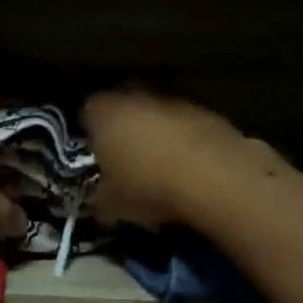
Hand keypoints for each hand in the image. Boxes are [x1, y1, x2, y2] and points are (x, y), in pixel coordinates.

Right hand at [82, 89, 277, 229]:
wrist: (215, 179)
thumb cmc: (148, 187)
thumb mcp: (111, 205)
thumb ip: (101, 196)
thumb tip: (102, 196)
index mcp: (105, 113)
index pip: (87, 111)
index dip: (89, 131)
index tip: (95, 153)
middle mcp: (138, 97)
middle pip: (124, 105)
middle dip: (124, 126)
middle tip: (126, 156)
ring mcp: (176, 101)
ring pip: (158, 113)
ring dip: (159, 132)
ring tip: (163, 166)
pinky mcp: (209, 113)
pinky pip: (188, 126)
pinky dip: (187, 141)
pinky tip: (192, 169)